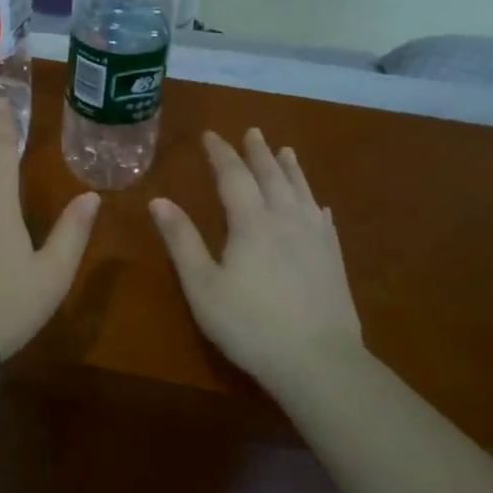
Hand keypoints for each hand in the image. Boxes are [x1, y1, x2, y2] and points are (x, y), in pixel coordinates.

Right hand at [149, 129, 365, 388]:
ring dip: (290, 168)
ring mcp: (315, 238)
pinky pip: (323, 218)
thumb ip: (182, 241)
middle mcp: (286, 219)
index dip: (221, 153)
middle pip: (272, 176)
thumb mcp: (203, 286)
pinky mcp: (333, 258)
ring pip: (301, 191)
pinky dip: (314, 202)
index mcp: (251, 222)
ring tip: (286, 150)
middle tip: (252, 131)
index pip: (233, 175)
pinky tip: (317, 204)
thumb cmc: (249, 324)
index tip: (210, 135)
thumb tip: (158, 200)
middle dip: (258, 152)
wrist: (318, 361)